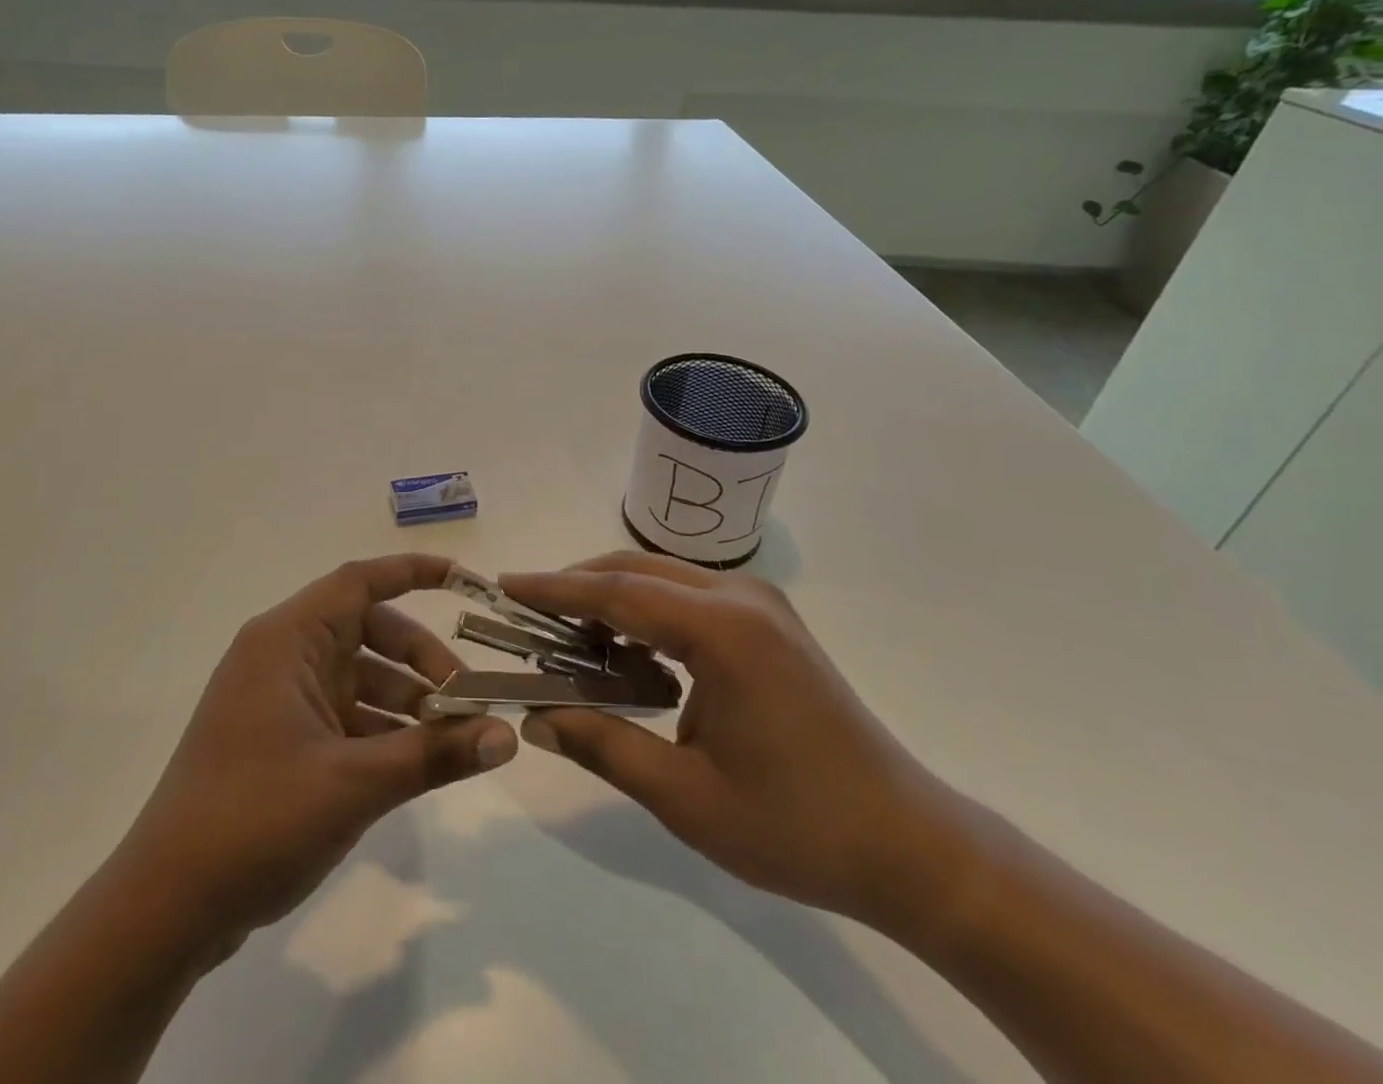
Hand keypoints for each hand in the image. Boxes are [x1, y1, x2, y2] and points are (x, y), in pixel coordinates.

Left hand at [112, 554, 517, 958]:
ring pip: (358, 675)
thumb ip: (434, 754)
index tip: (465, 581)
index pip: (360, 581)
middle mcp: (281, 655)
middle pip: (367, 630)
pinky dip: (380, 729)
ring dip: (405, 700)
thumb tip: (507, 736)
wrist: (166, 906)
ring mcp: (277, 697)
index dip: (413, 572)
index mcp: (287, 639)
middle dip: (421, 659)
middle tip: (467, 699)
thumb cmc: (256, 820)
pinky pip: (343, 713)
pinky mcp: (278, 736)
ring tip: (452, 739)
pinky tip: (415, 762)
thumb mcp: (354, 784)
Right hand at [501, 552, 958, 925]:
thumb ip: (603, 745)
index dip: (555, 588)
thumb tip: (535, 717)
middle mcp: (742, 597)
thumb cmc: (796, 826)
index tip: (506, 583)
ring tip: (569, 639)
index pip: (617, 591)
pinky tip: (628, 654)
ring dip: (612, 599)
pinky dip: (647, 612)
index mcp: (724, 631)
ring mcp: (761, 604)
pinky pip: (689, 597)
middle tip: (528, 615)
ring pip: (661, 578)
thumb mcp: (685, 797)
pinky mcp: (769, 621)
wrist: (908, 845)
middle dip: (578, 587)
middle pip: (636, 570)